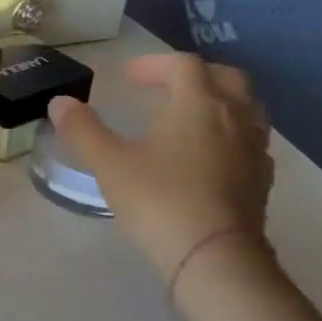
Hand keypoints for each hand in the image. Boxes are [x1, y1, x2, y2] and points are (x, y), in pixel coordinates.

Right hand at [47, 53, 273, 281]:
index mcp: (197, 104)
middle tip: (163, 87)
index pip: (183, 65)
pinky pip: (250, 140)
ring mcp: (254, 148)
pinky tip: (208, 154)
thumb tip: (60, 103)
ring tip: (188, 116)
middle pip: (225, 78)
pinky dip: (228, 133)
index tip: (127, 77)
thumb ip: (83, 129)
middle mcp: (234, 117)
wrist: (213, 255)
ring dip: (217, 101)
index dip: (154, 64)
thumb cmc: (158, 199)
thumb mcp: (108, 163)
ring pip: (245, 108)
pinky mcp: (261, 179)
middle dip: (193, 75)